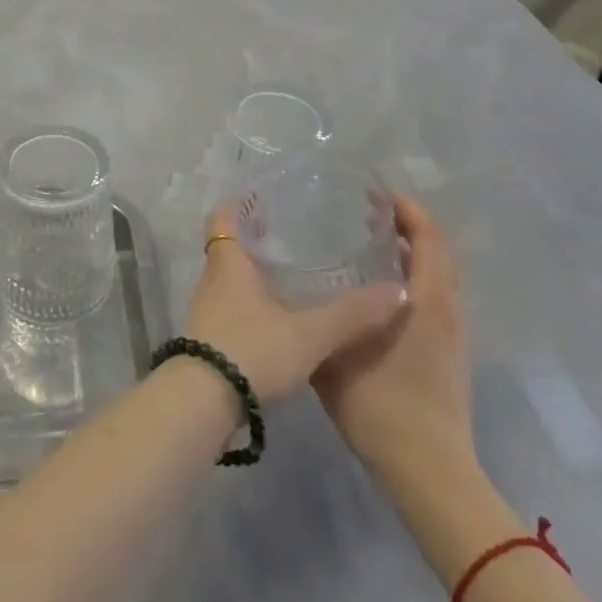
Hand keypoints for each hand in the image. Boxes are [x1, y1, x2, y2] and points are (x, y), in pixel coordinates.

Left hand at [183, 205, 407, 402]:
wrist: (203, 402)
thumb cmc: (251, 350)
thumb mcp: (309, 334)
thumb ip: (352, 314)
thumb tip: (398, 292)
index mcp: (228, 263)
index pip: (223, 218)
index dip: (238, 205)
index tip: (263, 199)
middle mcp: (212, 280)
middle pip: (228, 247)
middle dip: (254, 239)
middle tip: (291, 235)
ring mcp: (207, 311)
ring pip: (230, 280)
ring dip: (253, 274)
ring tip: (291, 275)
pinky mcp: (208, 339)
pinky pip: (231, 308)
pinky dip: (252, 304)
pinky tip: (279, 318)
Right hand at [312, 193, 474, 494]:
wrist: (430, 475)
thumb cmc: (383, 409)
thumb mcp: (334, 356)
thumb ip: (319, 317)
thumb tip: (291, 285)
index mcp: (427, 302)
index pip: (429, 237)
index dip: (407, 208)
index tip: (373, 193)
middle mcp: (446, 310)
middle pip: (439, 250)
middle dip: (408, 224)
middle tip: (365, 212)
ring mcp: (452, 333)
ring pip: (439, 275)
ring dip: (412, 251)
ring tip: (369, 243)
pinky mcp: (448, 353)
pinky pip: (435, 296)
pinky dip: (414, 277)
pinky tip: (377, 290)